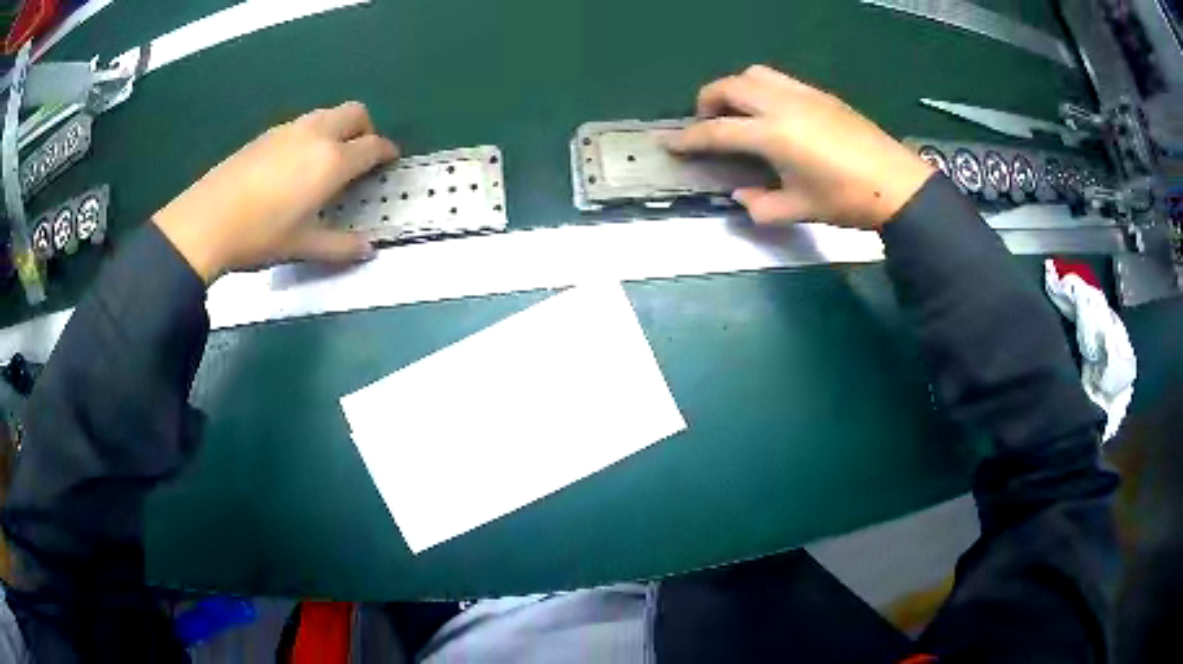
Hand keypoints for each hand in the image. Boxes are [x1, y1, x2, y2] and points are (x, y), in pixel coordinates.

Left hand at [153, 102, 398, 282]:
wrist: (206, 221)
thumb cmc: (260, 235)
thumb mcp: (303, 246)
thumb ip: (340, 246)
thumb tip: (369, 250)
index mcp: (331, 161)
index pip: (372, 145)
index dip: (386, 151)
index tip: (389, 160)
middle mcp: (316, 135)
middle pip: (354, 112)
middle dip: (366, 128)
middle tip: (360, 154)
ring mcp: (289, 130)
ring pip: (327, 113)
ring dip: (338, 128)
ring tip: (328, 158)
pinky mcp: (266, 134)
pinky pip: (302, 123)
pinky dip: (313, 133)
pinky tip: (295, 163)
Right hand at [664, 66, 933, 228]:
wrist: (897, 184)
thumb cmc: (847, 200)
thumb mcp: (799, 210)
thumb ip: (761, 205)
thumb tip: (742, 196)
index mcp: (772, 134)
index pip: (716, 131)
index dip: (688, 138)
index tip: (669, 143)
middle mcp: (781, 104)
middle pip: (728, 87)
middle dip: (707, 102)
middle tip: (707, 124)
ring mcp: (802, 93)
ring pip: (753, 74)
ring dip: (735, 88)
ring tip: (739, 112)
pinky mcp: (820, 93)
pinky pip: (778, 79)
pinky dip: (762, 89)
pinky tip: (773, 113)